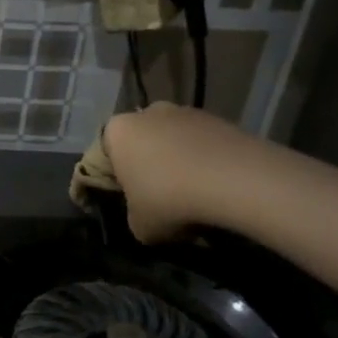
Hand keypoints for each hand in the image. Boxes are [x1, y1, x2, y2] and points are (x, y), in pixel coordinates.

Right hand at [102, 102, 269, 243]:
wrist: (235, 180)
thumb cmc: (169, 199)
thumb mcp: (138, 225)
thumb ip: (133, 214)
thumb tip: (145, 212)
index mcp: (116, 131)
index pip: (102, 157)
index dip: (109, 182)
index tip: (120, 201)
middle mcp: (147, 112)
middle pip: (139, 143)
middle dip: (144, 166)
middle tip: (154, 197)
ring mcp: (186, 111)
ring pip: (172, 141)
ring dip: (175, 162)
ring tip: (189, 194)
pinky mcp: (219, 118)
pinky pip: (201, 144)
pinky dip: (203, 161)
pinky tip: (213, 187)